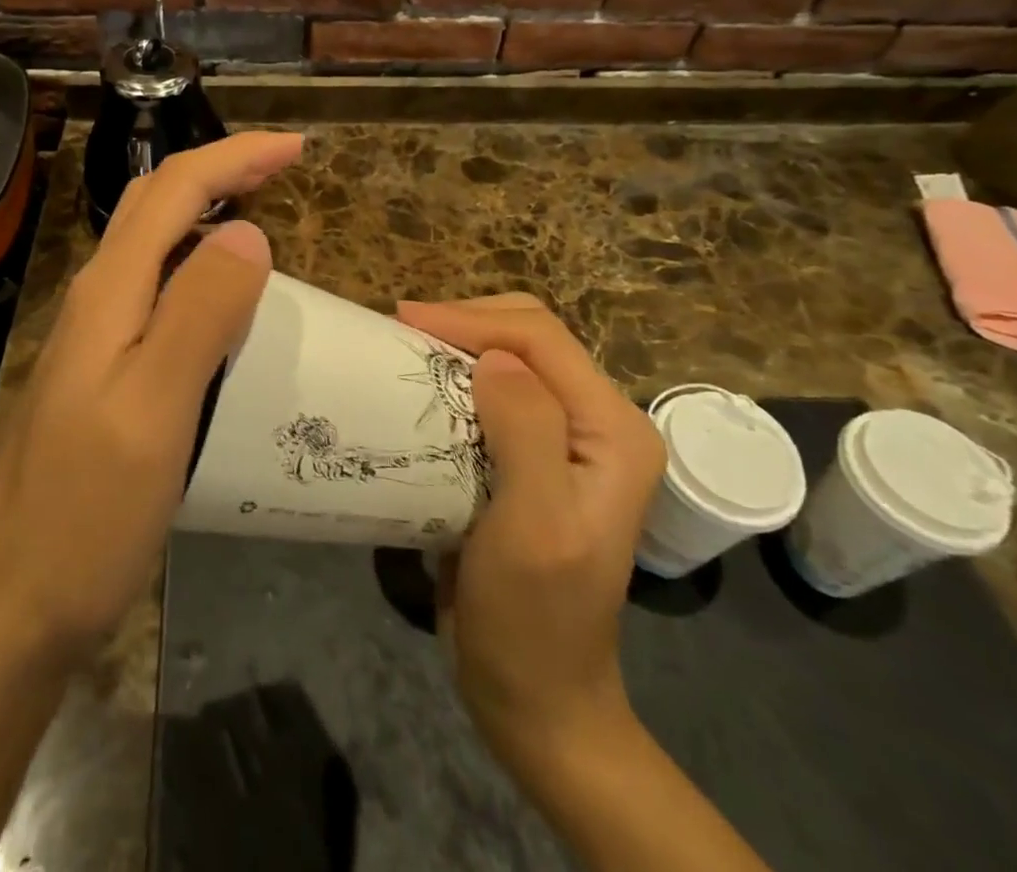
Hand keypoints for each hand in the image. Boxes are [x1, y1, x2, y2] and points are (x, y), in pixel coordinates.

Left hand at [0, 131, 303, 664]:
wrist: (11, 608)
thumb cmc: (84, 515)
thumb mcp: (153, 411)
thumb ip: (198, 314)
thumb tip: (248, 231)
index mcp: (109, 293)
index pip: (175, 190)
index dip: (236, 156)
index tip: (297, 147)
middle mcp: (96, 299)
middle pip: (156, 202)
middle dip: (221, 168)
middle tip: (283, 167)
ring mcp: (93, 337)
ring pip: (152, 242)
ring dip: (205, 207)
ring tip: (260, 210)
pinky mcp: (100, 372)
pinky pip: (154, 288)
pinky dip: (195, 261)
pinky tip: (220, 294)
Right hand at [395, 295, 665, 786]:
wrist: (535, 697)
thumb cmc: (534, 619)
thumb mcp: (534, 527)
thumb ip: (526, 432)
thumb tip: (493, 358)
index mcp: (614, 429)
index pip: (542, 340)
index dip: (472, 320)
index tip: (403, 320)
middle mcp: (596, 422)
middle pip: (529, 337)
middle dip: (465, 323)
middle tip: (402, 332)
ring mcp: (565, 439)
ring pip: (509, 359)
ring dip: (457, 347)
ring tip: (404, 350)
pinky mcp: (532, 456)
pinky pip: (493, 393)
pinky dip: (454, 379)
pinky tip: (421, 387)